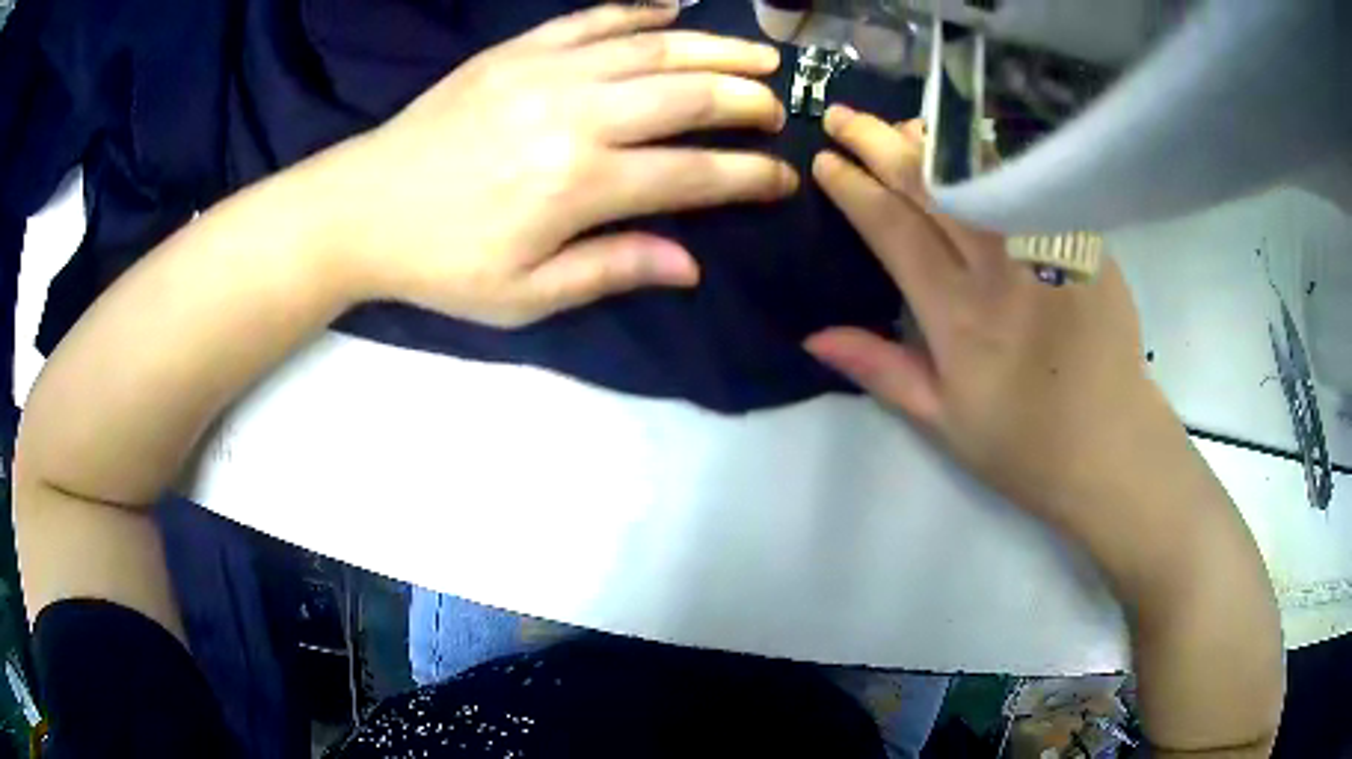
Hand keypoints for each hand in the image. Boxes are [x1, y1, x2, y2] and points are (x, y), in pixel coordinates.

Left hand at [323, 4, 797, 327]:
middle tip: (777, 107)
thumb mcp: (525, 295)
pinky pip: (592, 19)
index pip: (695, 174)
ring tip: (760, 52)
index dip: (750, 176)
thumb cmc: (442, 262)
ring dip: (715, 48)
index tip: (784, 178)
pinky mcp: (516, 51)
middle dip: (747, 100)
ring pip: (653, 49)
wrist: (362, 207)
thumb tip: (691, 265)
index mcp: (580, 186)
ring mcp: (545, 72)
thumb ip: (611, 270)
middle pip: (688, 96)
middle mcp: (576, 117)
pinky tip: (675, 10)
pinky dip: (640, 11)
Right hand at [804, 106, 1167, 526]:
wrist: (1111, 446)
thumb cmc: (1024, 444)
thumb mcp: (942, 421)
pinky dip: (991, 155)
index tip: (826, 160)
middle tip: (842, 117)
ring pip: (979, 170)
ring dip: (932, 139)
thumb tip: (815, 335)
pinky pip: (1030, 179)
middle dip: (877, 143)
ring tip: (899, 125)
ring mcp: (1047, 246)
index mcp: (958, 316)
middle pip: (931, 185)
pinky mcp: (1083, 241)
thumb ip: (881, 370)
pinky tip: (971, 146)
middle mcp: (1000, 269)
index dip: (854, 188)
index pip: (893, 229)